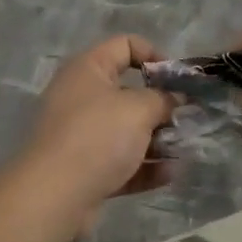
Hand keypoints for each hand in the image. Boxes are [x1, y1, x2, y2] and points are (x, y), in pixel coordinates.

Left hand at [13, 35, 177, 232]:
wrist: (53, 196)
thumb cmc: (97, 137)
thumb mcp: (139, 109)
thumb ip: (163, 99)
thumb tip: (175, 98)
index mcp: (88, 70)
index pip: (125, 46)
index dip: (155, 56)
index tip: (179, 80)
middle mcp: (81, 97)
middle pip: (129, 92)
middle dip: (161, 106)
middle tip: (187, 118)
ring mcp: (81, 135)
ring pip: (127, 130)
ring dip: (157, 139)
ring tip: (185, 149)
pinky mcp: (85, 169)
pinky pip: (121, 161)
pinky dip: (145, 167)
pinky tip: (170, 174)